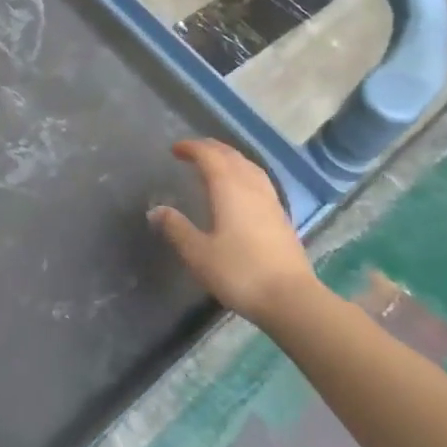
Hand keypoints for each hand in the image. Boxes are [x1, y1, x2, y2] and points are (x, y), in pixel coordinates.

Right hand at [149, 139, 321, 323]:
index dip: (191, 148)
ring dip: (229, 159)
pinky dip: (243, 173)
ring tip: (216, 164)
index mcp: (229, 188)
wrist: (291, 298)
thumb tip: (156, 210)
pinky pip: (259, 180)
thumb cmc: (239, 272)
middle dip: (210, 149)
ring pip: (249, 166)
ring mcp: (270, 200)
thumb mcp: (198, 253)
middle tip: (192, 152)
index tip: (174, 149)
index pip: (209, 156)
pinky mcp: (281, 216)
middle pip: (231, 156)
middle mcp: (251, 186)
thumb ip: (176, 228)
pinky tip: (241, 189)